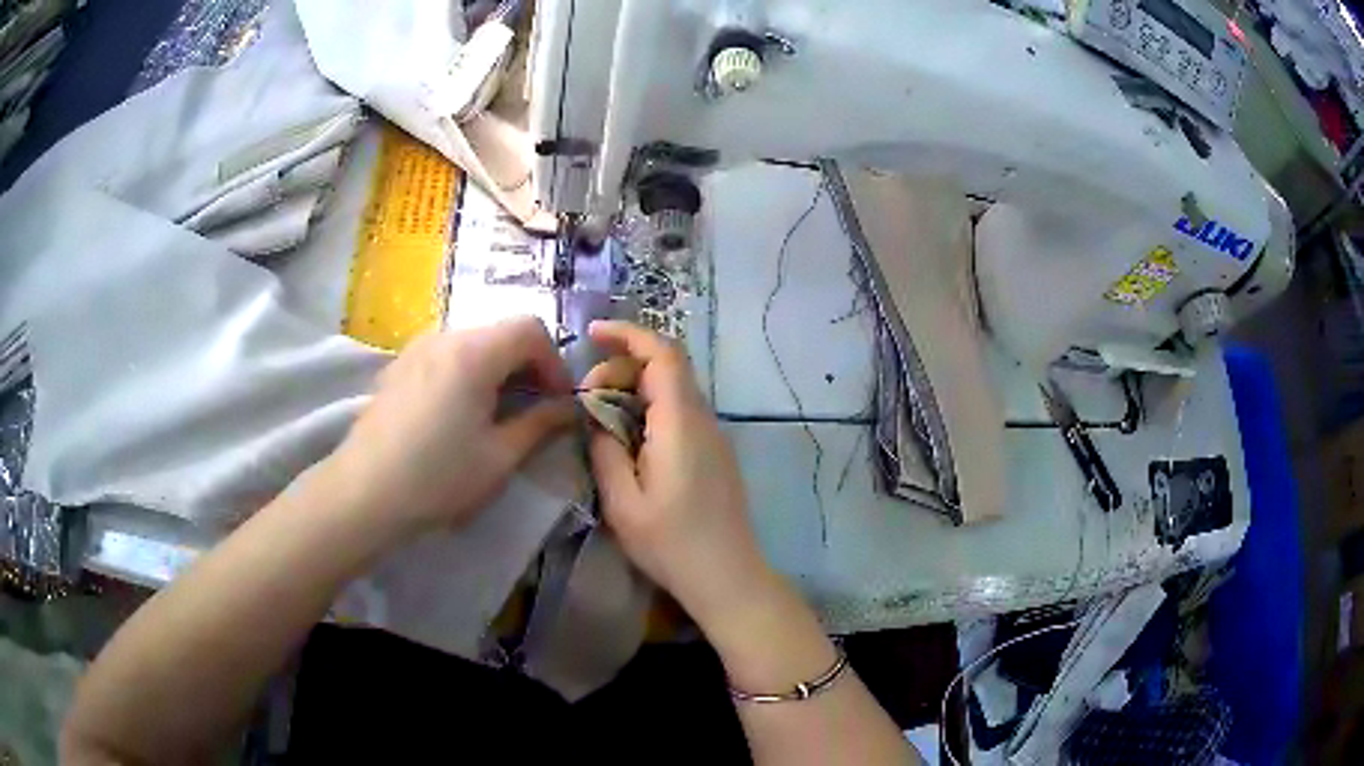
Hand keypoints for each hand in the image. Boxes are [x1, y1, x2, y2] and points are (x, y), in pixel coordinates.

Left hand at [325, 316, 575, 540]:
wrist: (363, 493)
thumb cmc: (437, 477)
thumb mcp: (499, 457)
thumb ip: (541, 425)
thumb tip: (569, 409)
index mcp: (474, 352)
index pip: (531, 328)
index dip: (555, 362)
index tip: (558, 402)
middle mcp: (445, 337)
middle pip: (501, 332)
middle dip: (527, 366)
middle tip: (534, 410)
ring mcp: (416, 348)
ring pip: (473, 343)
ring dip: (497, 369)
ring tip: (497, 414)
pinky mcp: (398, 366)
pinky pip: (446, 356)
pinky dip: (467, 373)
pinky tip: (458, 414)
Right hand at [584, 321, 775, 632]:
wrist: (728, 576)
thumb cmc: (672, 544)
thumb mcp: (622, 502)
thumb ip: (605, 450)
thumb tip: (597, 417)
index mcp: (680, 423)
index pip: (662, 354)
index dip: (628, 334)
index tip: (592, 333)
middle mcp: (703, 419)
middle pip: (667, 367)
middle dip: (623, 366)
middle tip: (587, 398)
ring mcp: (714, 436)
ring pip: (674, 389)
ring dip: (636, 389)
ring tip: (601, 418)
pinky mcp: (715, 453)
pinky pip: (680, 412)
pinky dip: (650, 409)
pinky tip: (629, 439)